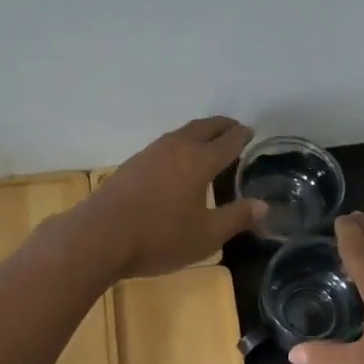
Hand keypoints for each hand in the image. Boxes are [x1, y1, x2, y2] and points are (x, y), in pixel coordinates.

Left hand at [76, 117, 265, 278]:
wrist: (99, 237)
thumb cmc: (159, 237)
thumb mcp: (206, 235)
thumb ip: (237, 218)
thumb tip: (264, 206)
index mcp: (199, 161)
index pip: (228, 141)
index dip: (242, 136)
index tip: (252, 133)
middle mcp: (176, 148)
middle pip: (204, 127)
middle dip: (222, 126)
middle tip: (234, 129)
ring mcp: (150, 154)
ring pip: (181, 133)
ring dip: (199, 133)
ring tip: (208, 142)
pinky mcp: (131, 165)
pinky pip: (165, 145)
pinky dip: (180, 144)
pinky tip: (177, 161)